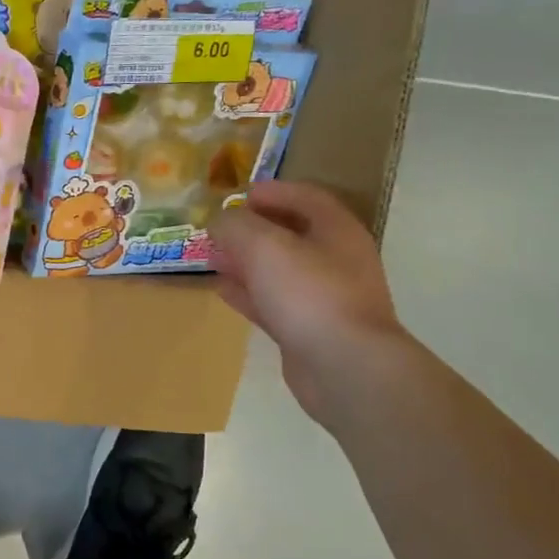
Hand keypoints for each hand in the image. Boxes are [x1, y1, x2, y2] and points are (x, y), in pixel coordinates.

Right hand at [211, 181, 404, 418]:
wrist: (345, 367)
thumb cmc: (308, 292)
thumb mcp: (262, 245)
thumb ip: (235, 226)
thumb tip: (219, 222)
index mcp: (337, 230)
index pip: (305, 197)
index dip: (272, 191)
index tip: (239, 196)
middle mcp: (337, 259)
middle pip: (292, 233)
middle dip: (252, 229)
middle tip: (219, 230)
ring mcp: (325, 297)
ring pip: (280, 270)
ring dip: (246, 262)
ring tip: (213, 258)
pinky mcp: (310, 329)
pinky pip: (275, 302)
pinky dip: (249, 293)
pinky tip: (222, 290)